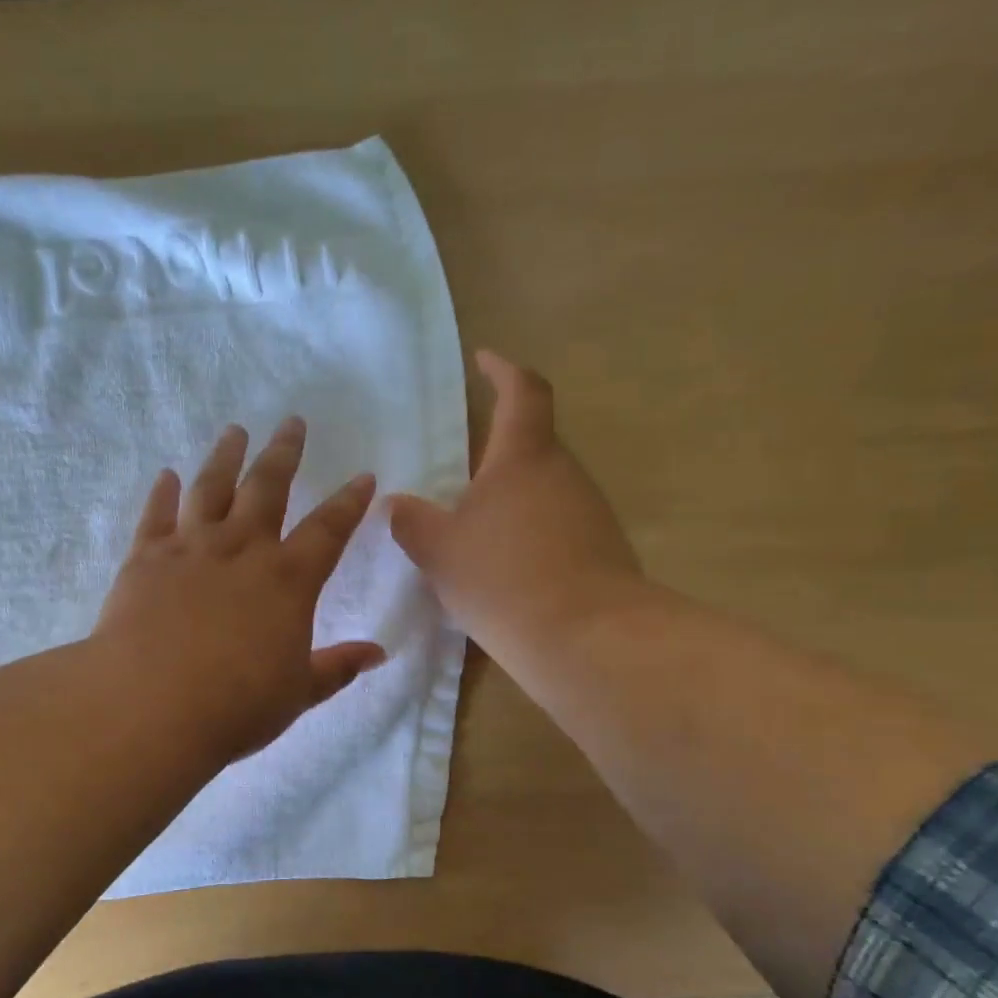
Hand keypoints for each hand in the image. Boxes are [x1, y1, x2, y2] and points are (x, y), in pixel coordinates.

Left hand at [94, 418, 385, 763]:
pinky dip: (162, 493)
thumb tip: (378, 653)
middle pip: (267, 487)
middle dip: (284, 453)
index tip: (363, 477)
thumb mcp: (298, 693)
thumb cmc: (235, 705)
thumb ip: (337, 668)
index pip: (328, 529)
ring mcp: (190, 548)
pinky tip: (167, 476)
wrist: (151, 705)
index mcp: (288, 580)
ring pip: (211, 487)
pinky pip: (156, 515)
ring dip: (225, 457)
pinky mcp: (145, 558)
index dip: (349, 502)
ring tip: (235, 431)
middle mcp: (242, 550)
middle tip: (291, 422)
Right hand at [388, 349, 650, 661]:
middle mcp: (564, 474)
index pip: (522, 392)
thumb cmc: (502, 577)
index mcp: (523, 457)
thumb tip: (396, 504)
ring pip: (543, 490)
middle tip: (458, 475)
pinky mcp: (601, 550)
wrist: (585, 638)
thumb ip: (413, 522)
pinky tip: (503, 570)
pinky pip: (556, 527)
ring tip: (472, 532)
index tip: (485, 359)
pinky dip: (527, 535)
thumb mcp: (440, 550)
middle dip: (497, 453)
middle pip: (531, 446)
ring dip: (510, 501)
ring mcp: (589, 512)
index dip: (503, 370)